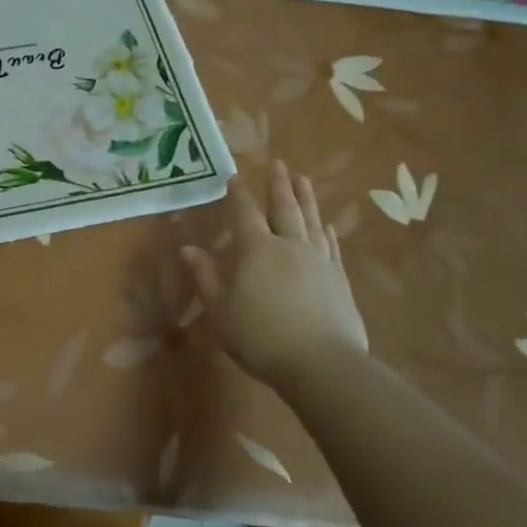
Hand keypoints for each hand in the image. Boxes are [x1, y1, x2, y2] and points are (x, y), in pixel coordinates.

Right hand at [179, 159, 368, 391]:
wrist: (321, 363)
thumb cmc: (260, 337)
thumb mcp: (220, 310)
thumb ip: (205, 276)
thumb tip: (187, 248)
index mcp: (256, 249)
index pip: (245, 213)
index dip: (239, 194)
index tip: (236, 176)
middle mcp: (289, 245)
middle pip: (284, 208)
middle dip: (279, 185)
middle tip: (279, 163)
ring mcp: (318, 260)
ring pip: (311, 221)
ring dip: (306, 199)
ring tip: (304, 179)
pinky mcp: (339, 279)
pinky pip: (332, 247)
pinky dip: (327, 232)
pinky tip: (327, 226)